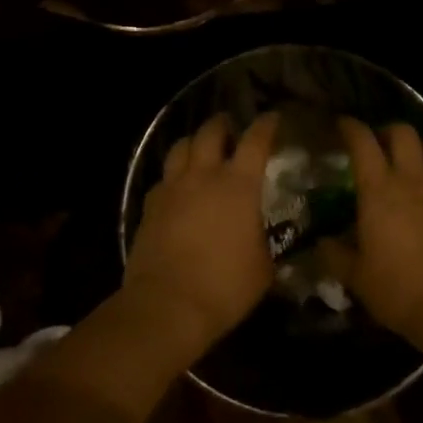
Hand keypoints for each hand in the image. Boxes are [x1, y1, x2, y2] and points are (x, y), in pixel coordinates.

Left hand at [123, 113, 280, 362]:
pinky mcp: (150, 204)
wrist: (167, 305)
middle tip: (230, 127)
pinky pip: (164, 177)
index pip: (255, 140)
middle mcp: (204, 175)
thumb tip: (265, 238)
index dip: (266, 125)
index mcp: (238, 184)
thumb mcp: (263, 268)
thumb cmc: (225, 286)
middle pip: (211, 132)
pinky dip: (174, 175)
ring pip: (181, 146)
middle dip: (222, 124)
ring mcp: (173, 187)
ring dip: (194, 142)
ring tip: (201, 148)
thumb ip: (266, 242)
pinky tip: (178, 186)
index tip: (272, 118)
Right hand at [324, 119, 422, 349]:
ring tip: (415, 160)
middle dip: (388, 132)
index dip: (351, 127)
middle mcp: (411, 178)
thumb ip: (336, 255)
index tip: (343, 125)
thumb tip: (322, 243)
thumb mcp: (357, 277)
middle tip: (380, 146)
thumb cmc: (399, 291)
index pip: (362, 141)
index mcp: (378, 190)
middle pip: (402, 132)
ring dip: (422, 145)